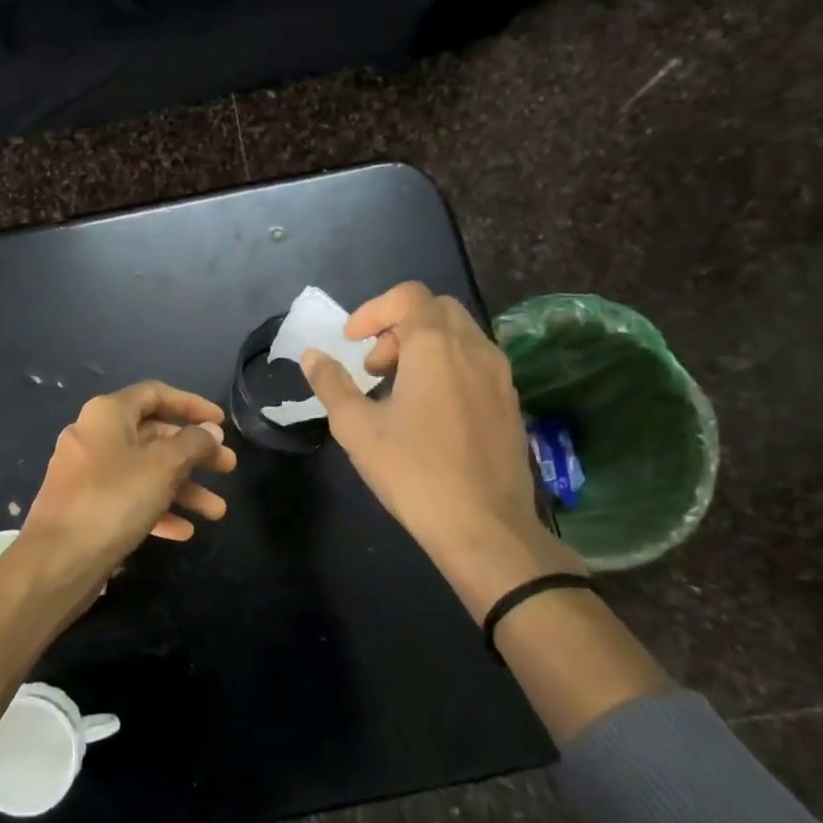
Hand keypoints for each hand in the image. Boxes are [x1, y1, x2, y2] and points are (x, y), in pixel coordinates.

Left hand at [0, 382, 233, 716]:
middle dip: (194, 453)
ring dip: (183, 488)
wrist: (58, 560)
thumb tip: (210, 431)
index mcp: (107, 414)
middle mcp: (95, 436)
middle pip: (154, 435)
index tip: (221, 423)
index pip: (155, 394)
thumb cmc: (113, 499)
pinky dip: (158, 510)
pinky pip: (129, 499)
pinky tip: (184, 531)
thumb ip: (192, 444)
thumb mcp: (163, 466)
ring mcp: (88, 474)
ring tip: (217, 512)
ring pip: (145, 472)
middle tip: (228, 469)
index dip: (191, 405)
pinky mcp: (87, 507)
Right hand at [301, 282, 581, 617]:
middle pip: (436, 309)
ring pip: (460, 335)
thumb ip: (331, 384)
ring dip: (423, 346)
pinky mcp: (510, 403)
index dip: (373, 310)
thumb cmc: (413, 471)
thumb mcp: (356, 427)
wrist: (484, 527)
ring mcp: (499, 376)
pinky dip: (447, 367)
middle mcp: (474, 349)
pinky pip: (476, 363)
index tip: (351, 343)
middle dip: (398, 326)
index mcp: (436, 347)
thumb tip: (312, 355)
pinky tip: (429, 412)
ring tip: (398, 389)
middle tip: (373, 365)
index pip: (408, 296)